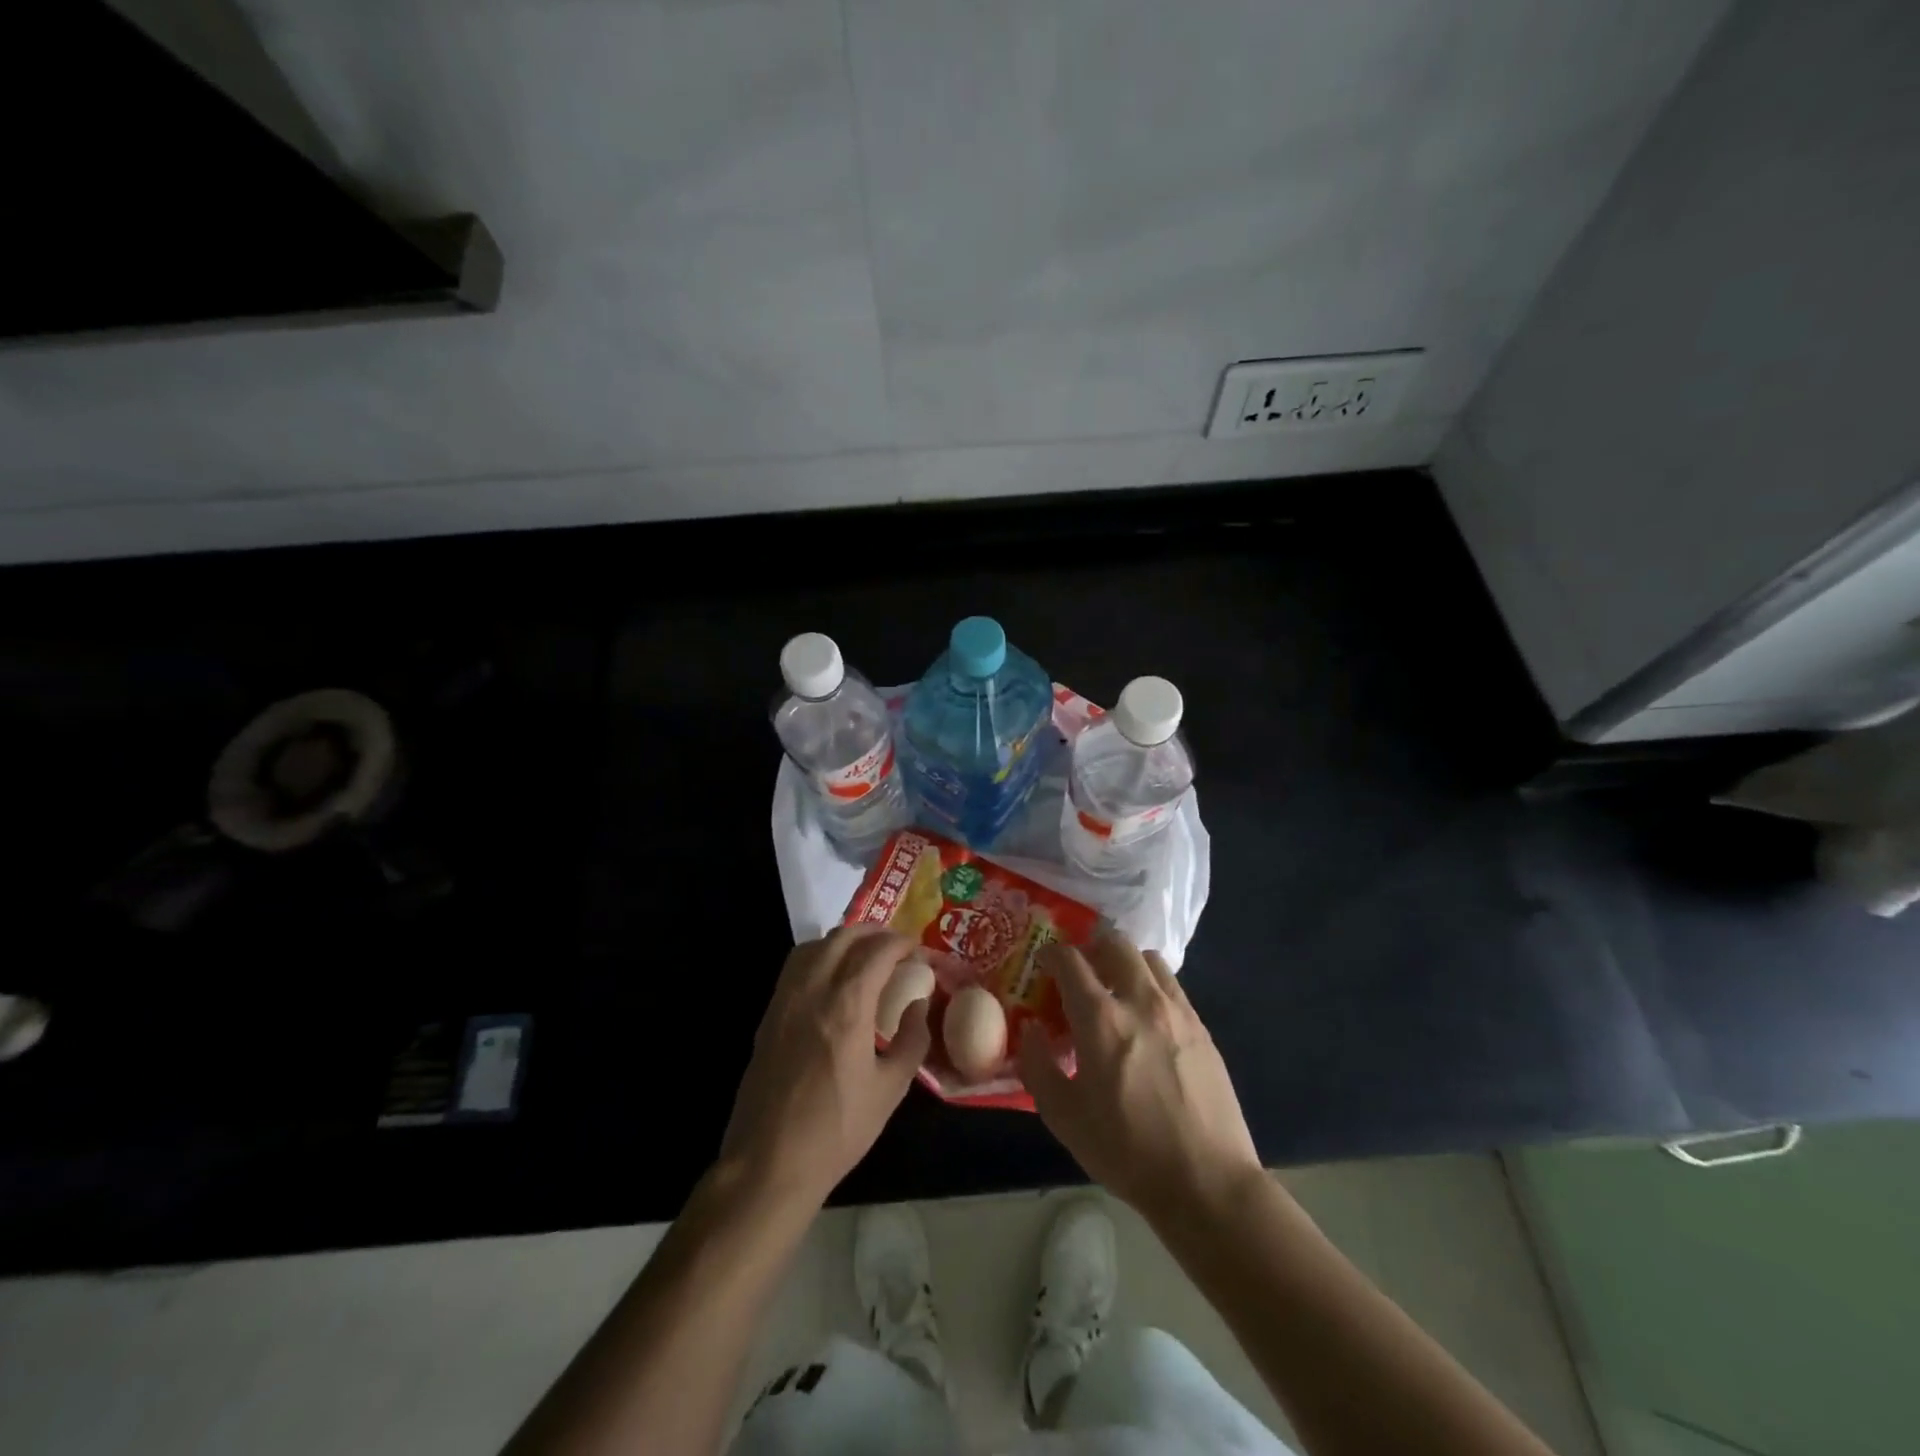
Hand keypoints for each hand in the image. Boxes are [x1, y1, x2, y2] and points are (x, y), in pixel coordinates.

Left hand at [720, 925, 931, 1207]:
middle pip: (844, 937)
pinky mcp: (769, 1014)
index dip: (902, 943)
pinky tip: (832, 977)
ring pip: (815, 945)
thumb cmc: (837, 1130)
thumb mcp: (890, 1089)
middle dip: (874, 932)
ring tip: (865, 954)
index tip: (918, 950)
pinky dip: (819, 955)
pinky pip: (795, 965)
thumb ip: (912, 1040)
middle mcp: (814, 990)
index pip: (878, 951)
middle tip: (896, 945)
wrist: (769, 1162)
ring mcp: (786, 999)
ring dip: (844, 939)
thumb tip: (919, 1005)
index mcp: (848, 1005)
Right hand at [1019, 934, 1261, 1225]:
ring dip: (1124, 963)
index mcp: (1101, 1019)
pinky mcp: (1201, 1027)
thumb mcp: (1064, 1117)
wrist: (1206, 1182)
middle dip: (1090, 949)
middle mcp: (1140, 1001)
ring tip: (1115, 991)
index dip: (1051, 955)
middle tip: (1080, 974)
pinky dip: (1151, 985)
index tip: (1043, 965)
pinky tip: (1146, 1019)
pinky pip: (1171, 985)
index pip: (1070, 960)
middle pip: (1114, 943)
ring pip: (1147, 958)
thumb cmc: (1127, 1152)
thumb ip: (1037, 1066)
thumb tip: (1030, 1029)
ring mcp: (1176, 1010)